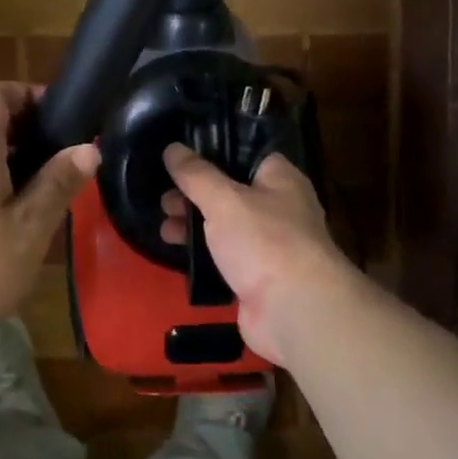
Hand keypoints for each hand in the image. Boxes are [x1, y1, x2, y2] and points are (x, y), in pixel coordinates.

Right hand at [160, 143, 357, 365]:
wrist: (293, 310)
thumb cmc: (264, 241)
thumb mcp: (224, 200)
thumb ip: (195, 175)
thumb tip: (172, 148)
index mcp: (281, 180)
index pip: (248, 155)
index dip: (215, 155)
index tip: (180, 159)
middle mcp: (279, 209)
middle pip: (231, 193)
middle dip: (195, 196)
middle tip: (164, 201)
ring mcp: (269, 246)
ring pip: (225, 227)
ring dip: (194, 226)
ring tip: (164, 229)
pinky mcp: (257, 278)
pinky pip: (225, 258)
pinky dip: (203, 255)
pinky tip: (178, 253)